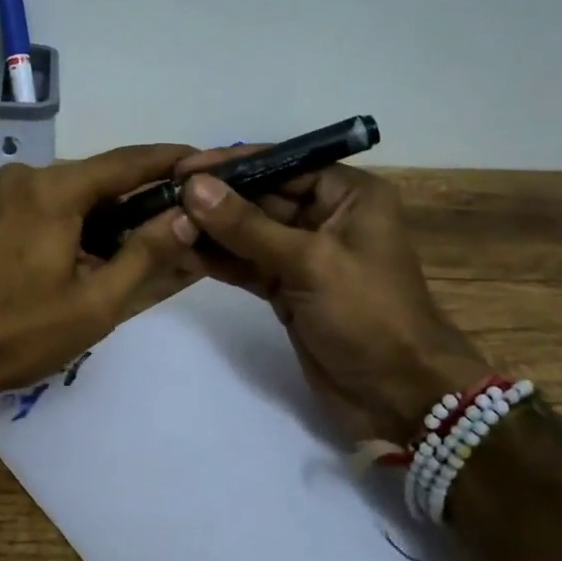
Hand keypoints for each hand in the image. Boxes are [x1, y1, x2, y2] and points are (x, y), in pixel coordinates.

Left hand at [0, 145, 203, 412]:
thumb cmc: (20, 334)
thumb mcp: (96, 304)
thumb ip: (146, 254)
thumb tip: (186, 216)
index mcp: (52, 191)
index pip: (124, 163)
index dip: (166, 160)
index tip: (198, 160)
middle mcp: (17, 177)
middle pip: (87, 178)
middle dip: (122, 199)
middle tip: (153, 228)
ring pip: (52, 191)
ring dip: (82, 213)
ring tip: (99, 254)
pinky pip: (19, 205)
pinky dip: (45, 219)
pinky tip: (47, 257)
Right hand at [174, 153, 488, 441]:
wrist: (398, 396)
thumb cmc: (367, 314)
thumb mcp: (309, 262)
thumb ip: (247, 225)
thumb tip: (193, 186)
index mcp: (347, 195)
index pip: (281, 164)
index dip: (231, 164)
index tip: (182, 167)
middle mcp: (326, 216)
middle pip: (261, 197)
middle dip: (215, 199)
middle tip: (163, 199)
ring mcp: (305, 255)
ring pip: (249, 233)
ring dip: (210, 230)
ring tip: (163, 224)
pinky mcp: (288, 289)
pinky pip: (248, 264)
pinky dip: (219, 260)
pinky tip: (182, 252)